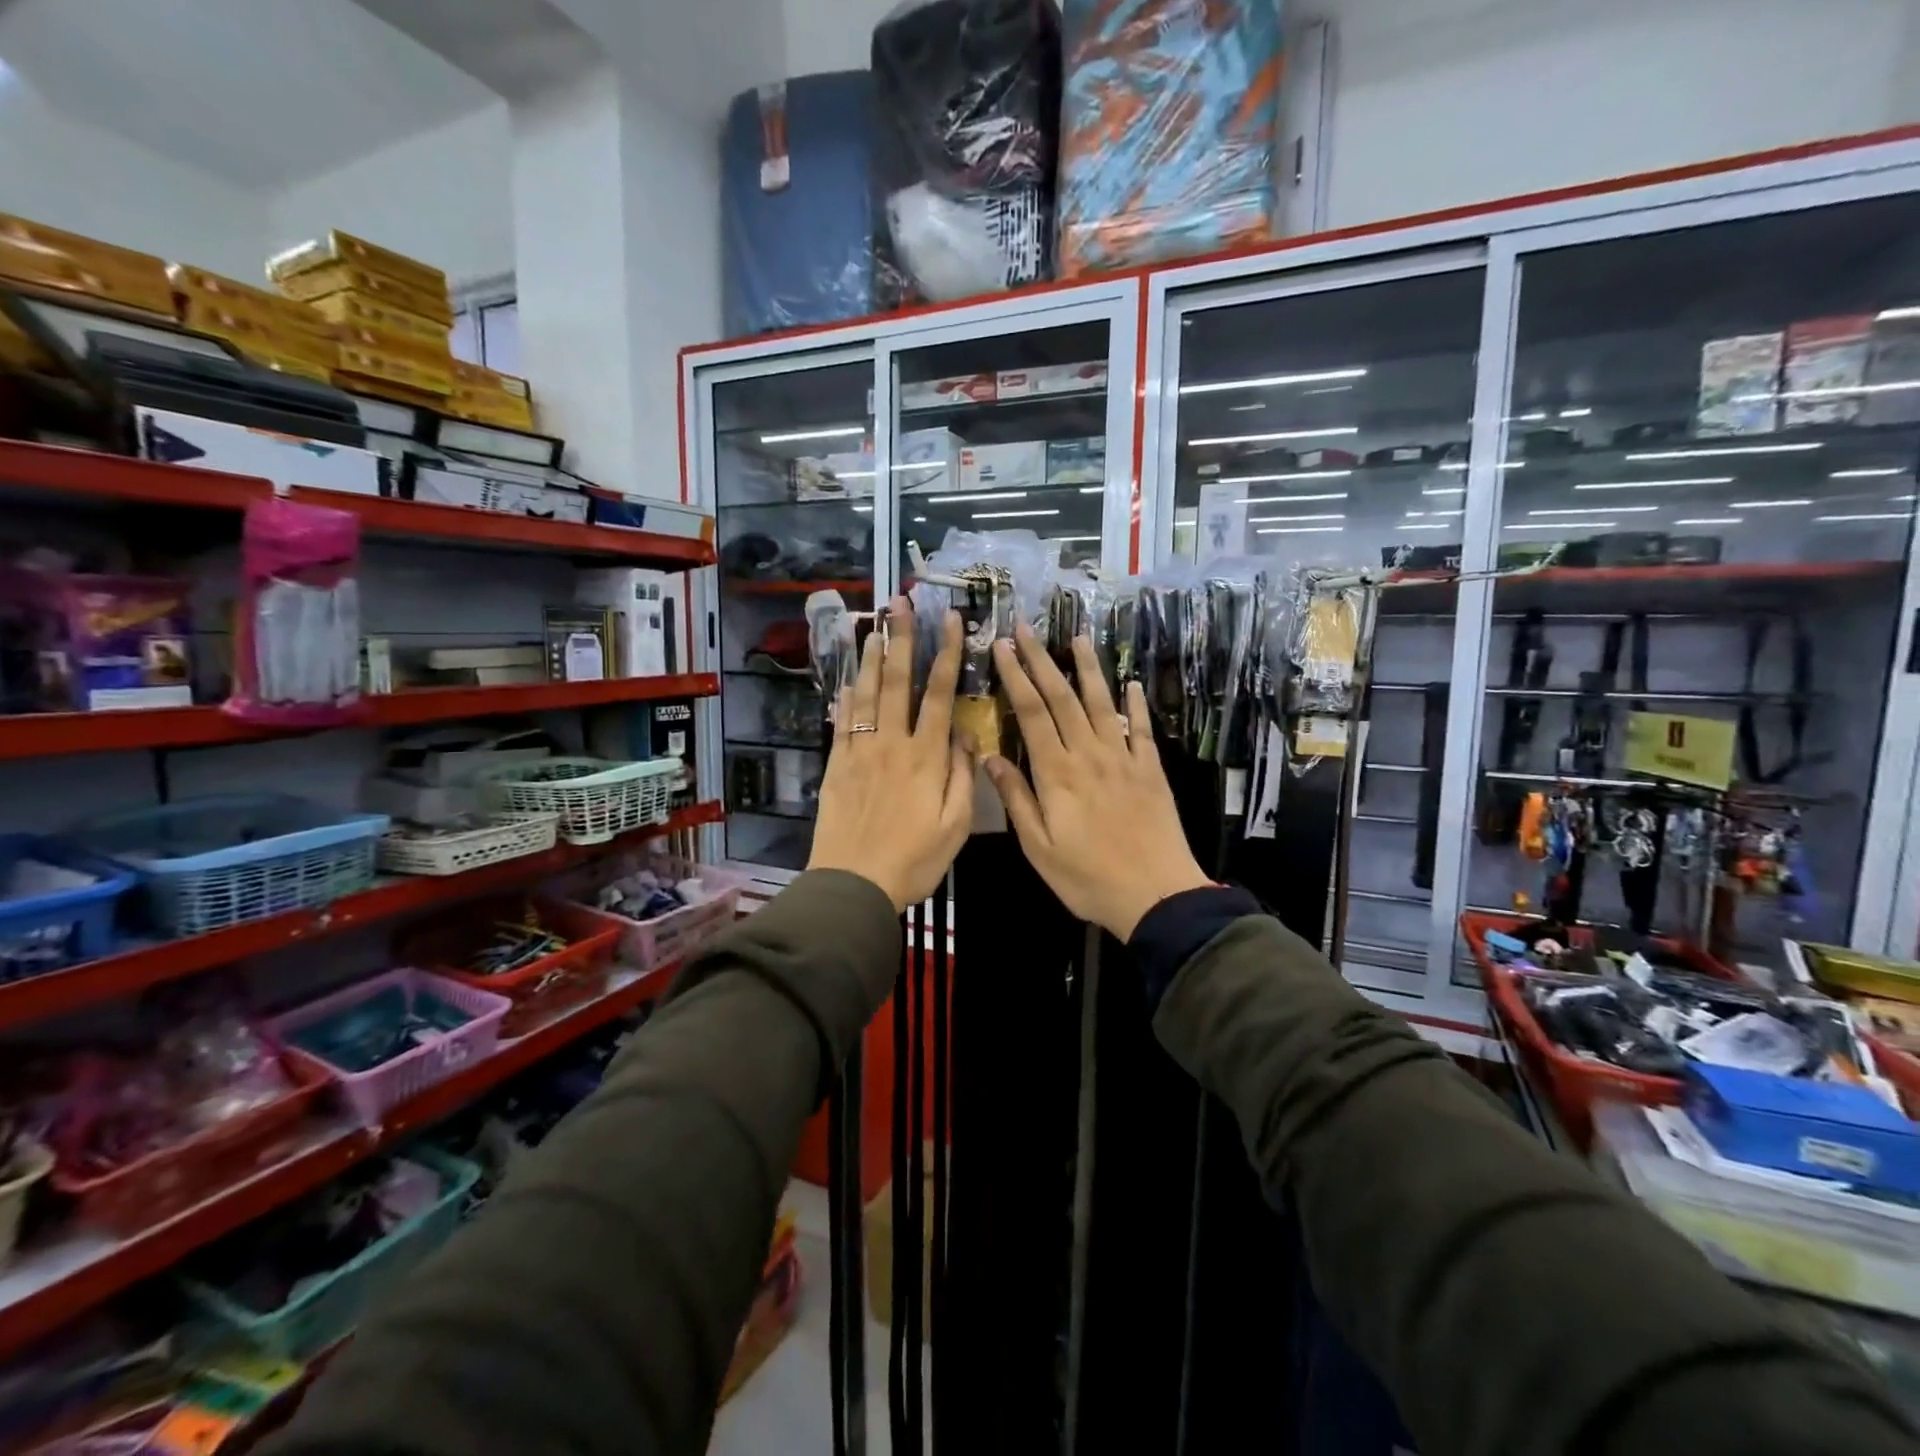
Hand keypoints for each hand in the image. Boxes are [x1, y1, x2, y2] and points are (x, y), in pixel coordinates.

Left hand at [808, 596, 973, 910]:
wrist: (853, 885)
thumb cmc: (914, 860)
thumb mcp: (956, 826)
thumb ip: (963, 777)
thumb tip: (966, 737)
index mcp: (926, 758)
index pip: (940, 695)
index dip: (947, 655)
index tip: (952, 621)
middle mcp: (892, 745)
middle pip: (896, 683)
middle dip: (901, 639)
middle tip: (900, 604)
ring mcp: (860, 753)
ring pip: (865, 696)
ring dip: (870, 659)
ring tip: (873, 628)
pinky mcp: (836, 767)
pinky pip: (842, 724)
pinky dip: (845, 699)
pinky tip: (846, 682)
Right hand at [983, 625, 1210, 940]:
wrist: (1156, 895)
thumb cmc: (1088, 878)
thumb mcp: (1039, 847)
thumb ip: (1016, 799)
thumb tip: (989, 756)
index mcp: (1056, 773)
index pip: (1031, 713)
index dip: (1015, 676)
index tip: (1002, 647)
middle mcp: (1089, 754)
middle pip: (1061, 697)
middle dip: (1041, 659)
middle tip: (1026, 627)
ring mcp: (1123, 758)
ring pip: (1101, 703)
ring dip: (1087, 668)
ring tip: (1077, 637)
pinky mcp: (1150, 770)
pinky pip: (1140, 729)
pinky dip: (1134, 704)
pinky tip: (1130, 684)